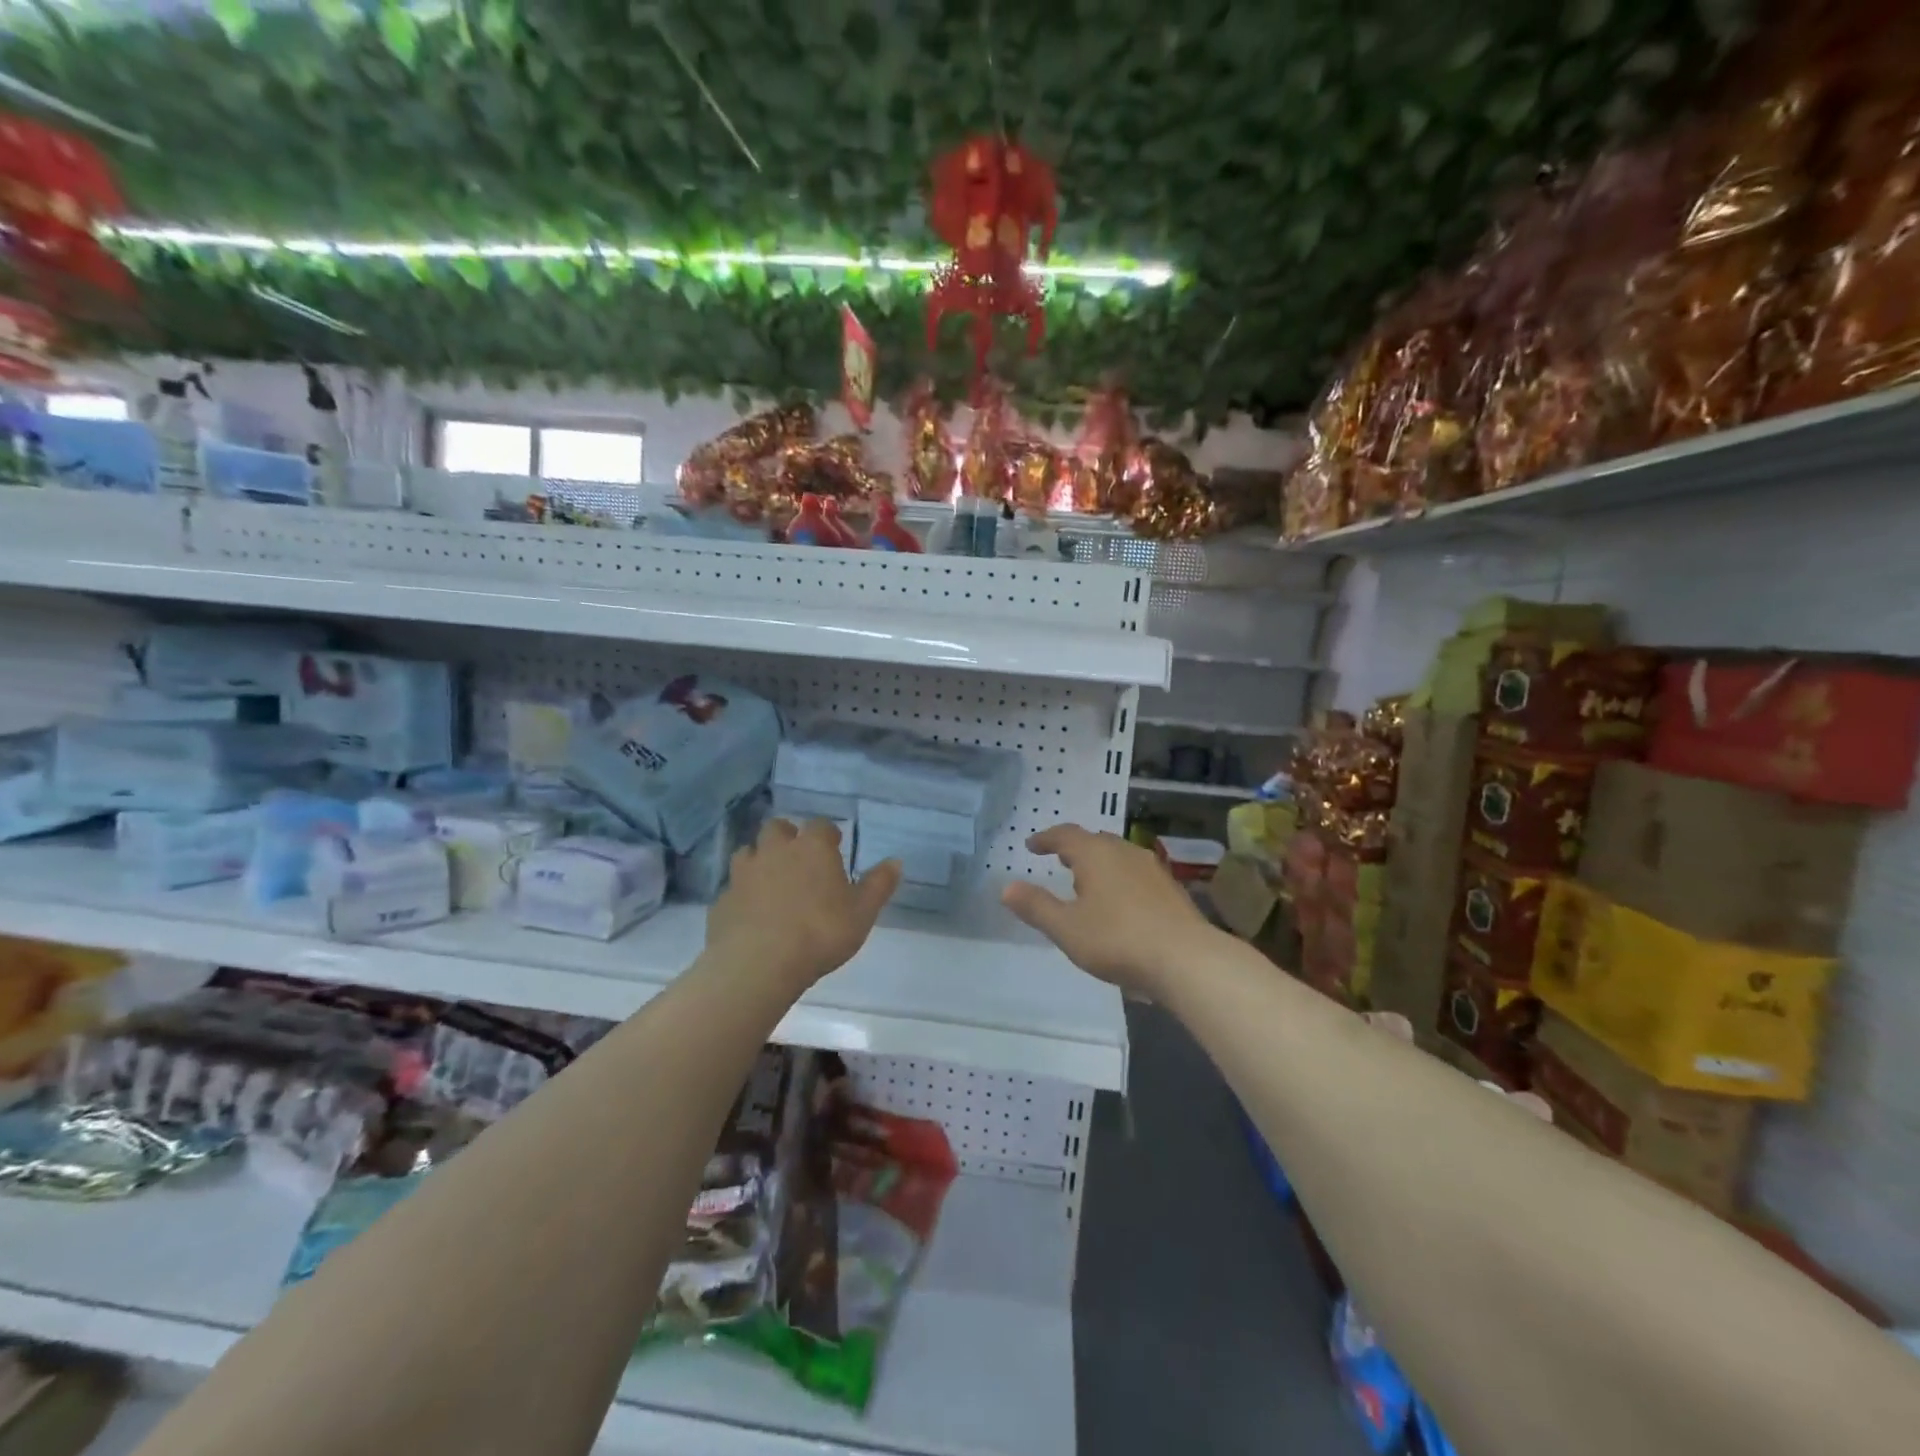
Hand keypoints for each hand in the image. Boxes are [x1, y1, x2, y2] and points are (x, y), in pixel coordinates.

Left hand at [705, 819, 900, 989]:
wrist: (758, 964)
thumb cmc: (820, 932)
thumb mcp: (862, 913)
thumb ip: (879, 885)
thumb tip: (896, 861)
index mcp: (812, 848)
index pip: (820, 826)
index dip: (828, 836)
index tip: (835, 849)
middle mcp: (775, 850)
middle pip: (777, 828)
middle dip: (787, 837)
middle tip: (799, 859)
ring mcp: (744, 873)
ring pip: (748, 852)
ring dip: (760, 860)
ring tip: (771, 882)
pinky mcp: (722, 900)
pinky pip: (733, 888)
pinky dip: (742, 894)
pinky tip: (751, 914)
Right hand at [1002, 824, 1217, 995]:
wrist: (1186, 959)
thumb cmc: (1117, 940)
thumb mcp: (1067, 928)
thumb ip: (1036, 907)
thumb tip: (1007, 888)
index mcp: (1095, 854)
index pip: (1066, 835)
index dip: (1046, 839)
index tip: (1032, 846)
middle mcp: (1124, 852)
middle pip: (1095, 841)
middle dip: (1074, 848)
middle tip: (1059, 860)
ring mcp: (1152, 869)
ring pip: (1118, 856)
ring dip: (1099, 863)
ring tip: (1088, 881)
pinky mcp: (1171, 889)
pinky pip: (1136, 874)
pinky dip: (1119, 879)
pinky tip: (1120, 903)